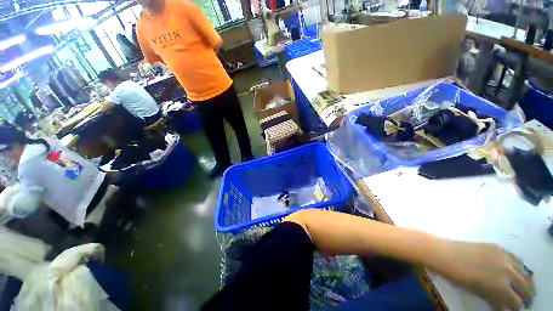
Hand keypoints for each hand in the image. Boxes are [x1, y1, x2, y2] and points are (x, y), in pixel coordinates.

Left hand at [432, 240, 534, 309]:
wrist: (445, 253)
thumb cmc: (458, 276)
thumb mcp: (479, 292)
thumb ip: (495, 299)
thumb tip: (505, 306)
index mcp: (501, 287)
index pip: (516, 302)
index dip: (517, 307)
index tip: (516, 308)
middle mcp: (508, 272)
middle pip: (525, 287)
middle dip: (527, 296)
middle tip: (528, 300)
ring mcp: (504, 257)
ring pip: (524, 272)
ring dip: (526, 281)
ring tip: (526, 286)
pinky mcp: (498, 247)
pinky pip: (515, 258)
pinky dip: (519, 266)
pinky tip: (518, 270)